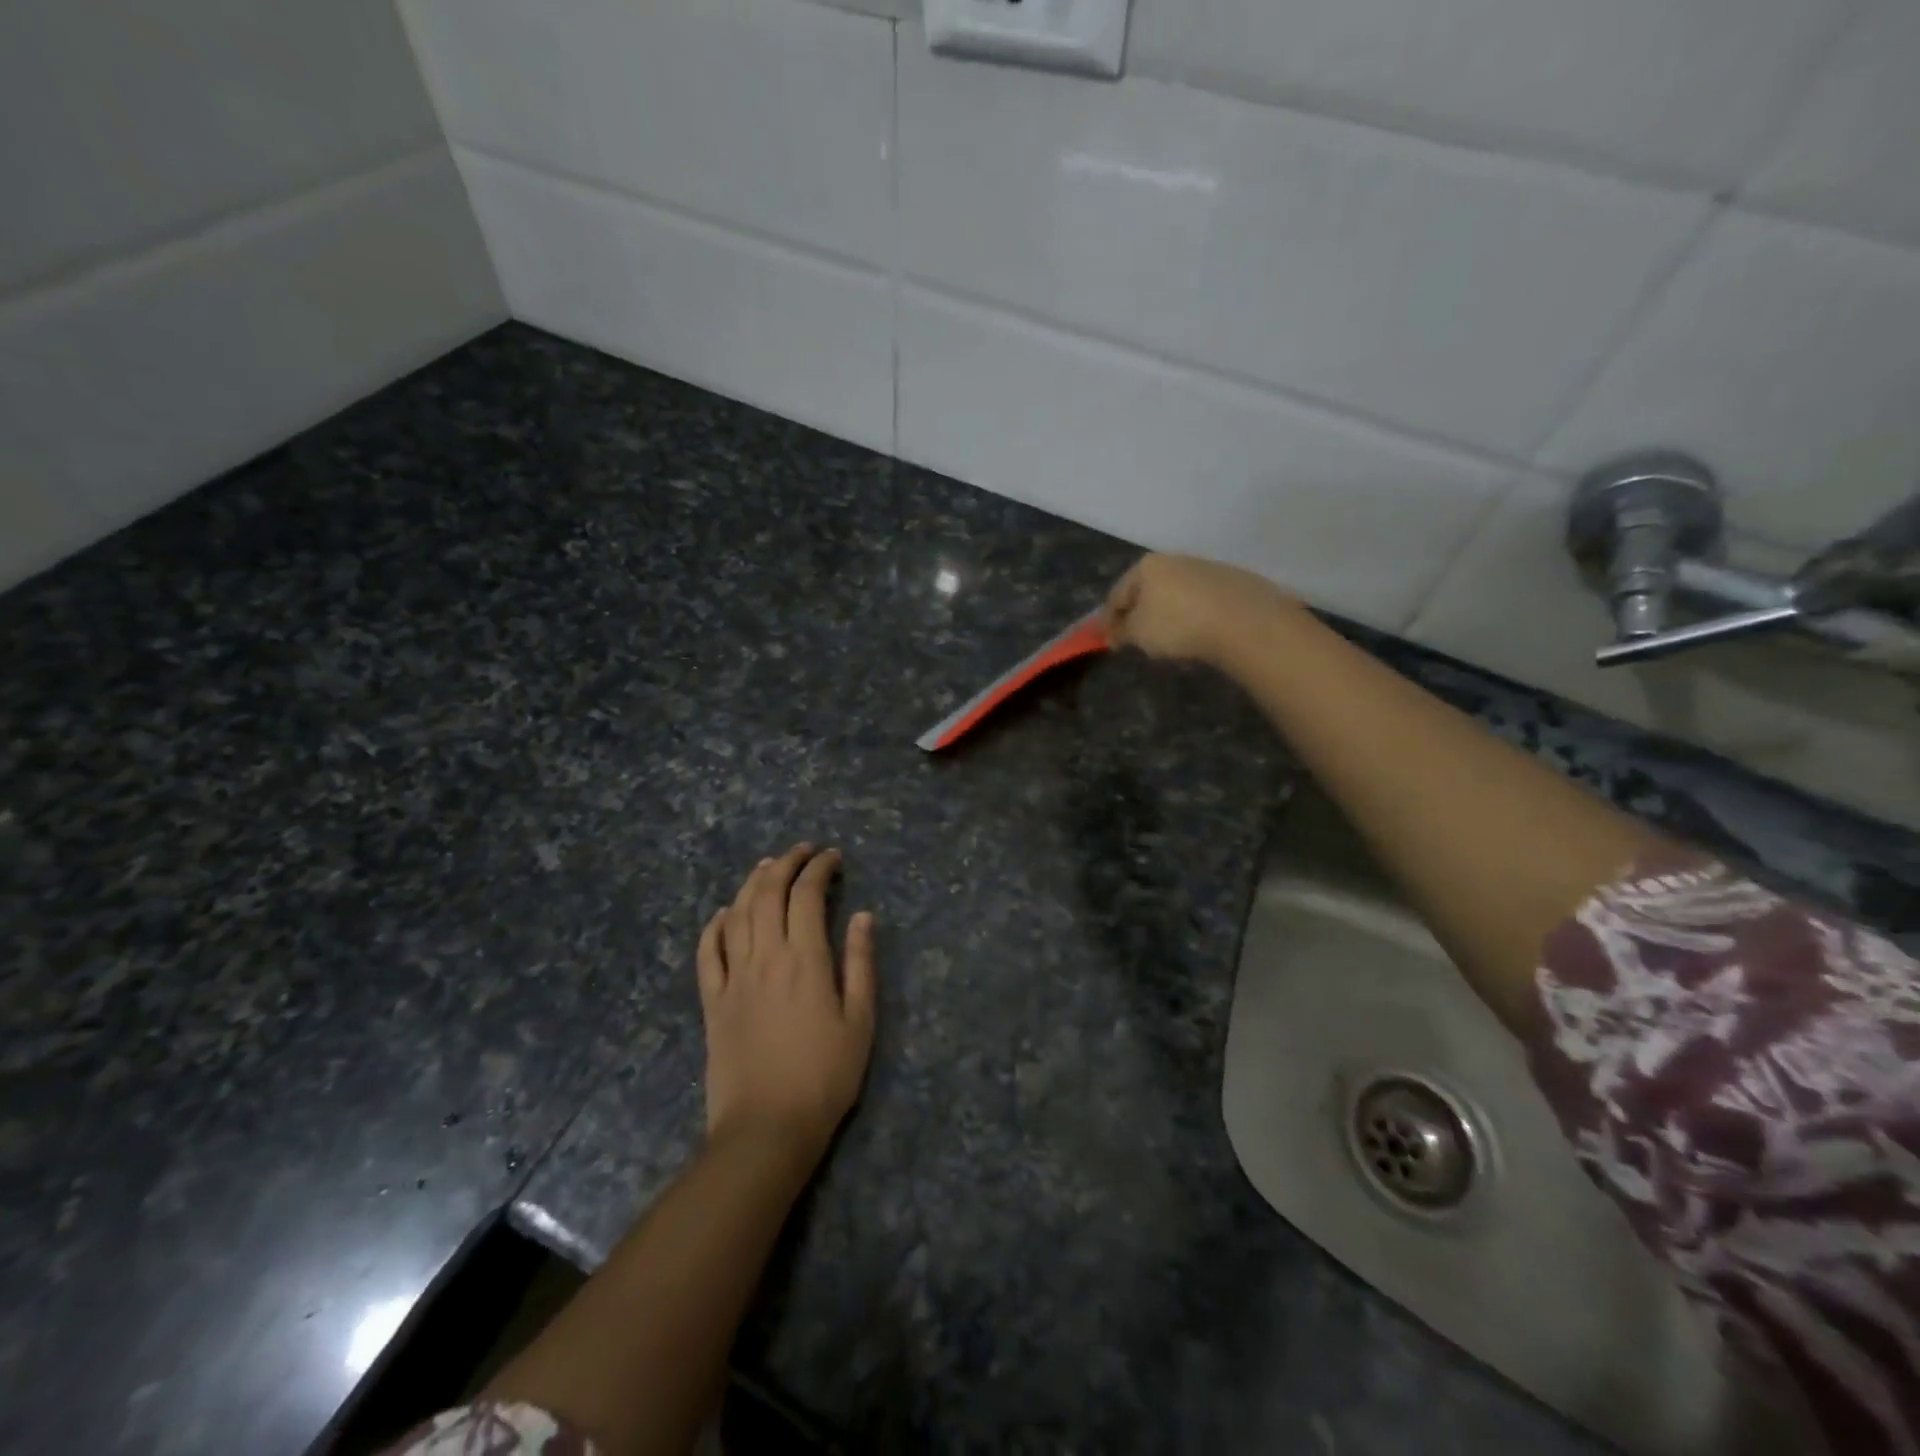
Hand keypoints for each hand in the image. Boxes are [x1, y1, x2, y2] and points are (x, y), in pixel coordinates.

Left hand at [697, 845, 876, 1158]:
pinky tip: (726, 913)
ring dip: (753, 883)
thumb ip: (860, 964)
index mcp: (805, 959)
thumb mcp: (860, 1021)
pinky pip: (707, 951)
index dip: (819, 868)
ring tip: (768, 866)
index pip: (807, 895)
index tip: (833, 856)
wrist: (766, 1128)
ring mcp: (733, 977)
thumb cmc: (825, 1077)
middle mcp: (765, 957)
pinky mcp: (712, 1001)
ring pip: (738, 913)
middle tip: (803, 851)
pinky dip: (716, 924)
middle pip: (768, 893)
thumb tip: (862, 916)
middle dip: (786, 863)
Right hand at [1103, 553, 1294, 667]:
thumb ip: (1121, 631)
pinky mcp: (1232, 582)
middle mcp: (1175, 560)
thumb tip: (1115, 633)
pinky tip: (1198, 635)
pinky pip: (1201, 602)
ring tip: (1169, 642)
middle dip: (1139, 615)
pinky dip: (1193, 617)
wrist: (1244, 620)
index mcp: (1147, 566)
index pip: (1117, 594)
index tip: (1108, 642)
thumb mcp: (1138, 633)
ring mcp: (1206, 568)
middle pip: (1147, 591)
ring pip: (1175, 595)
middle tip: (1137, 640)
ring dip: (1167, 616)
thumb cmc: (1178, 623)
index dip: (1108, 621)